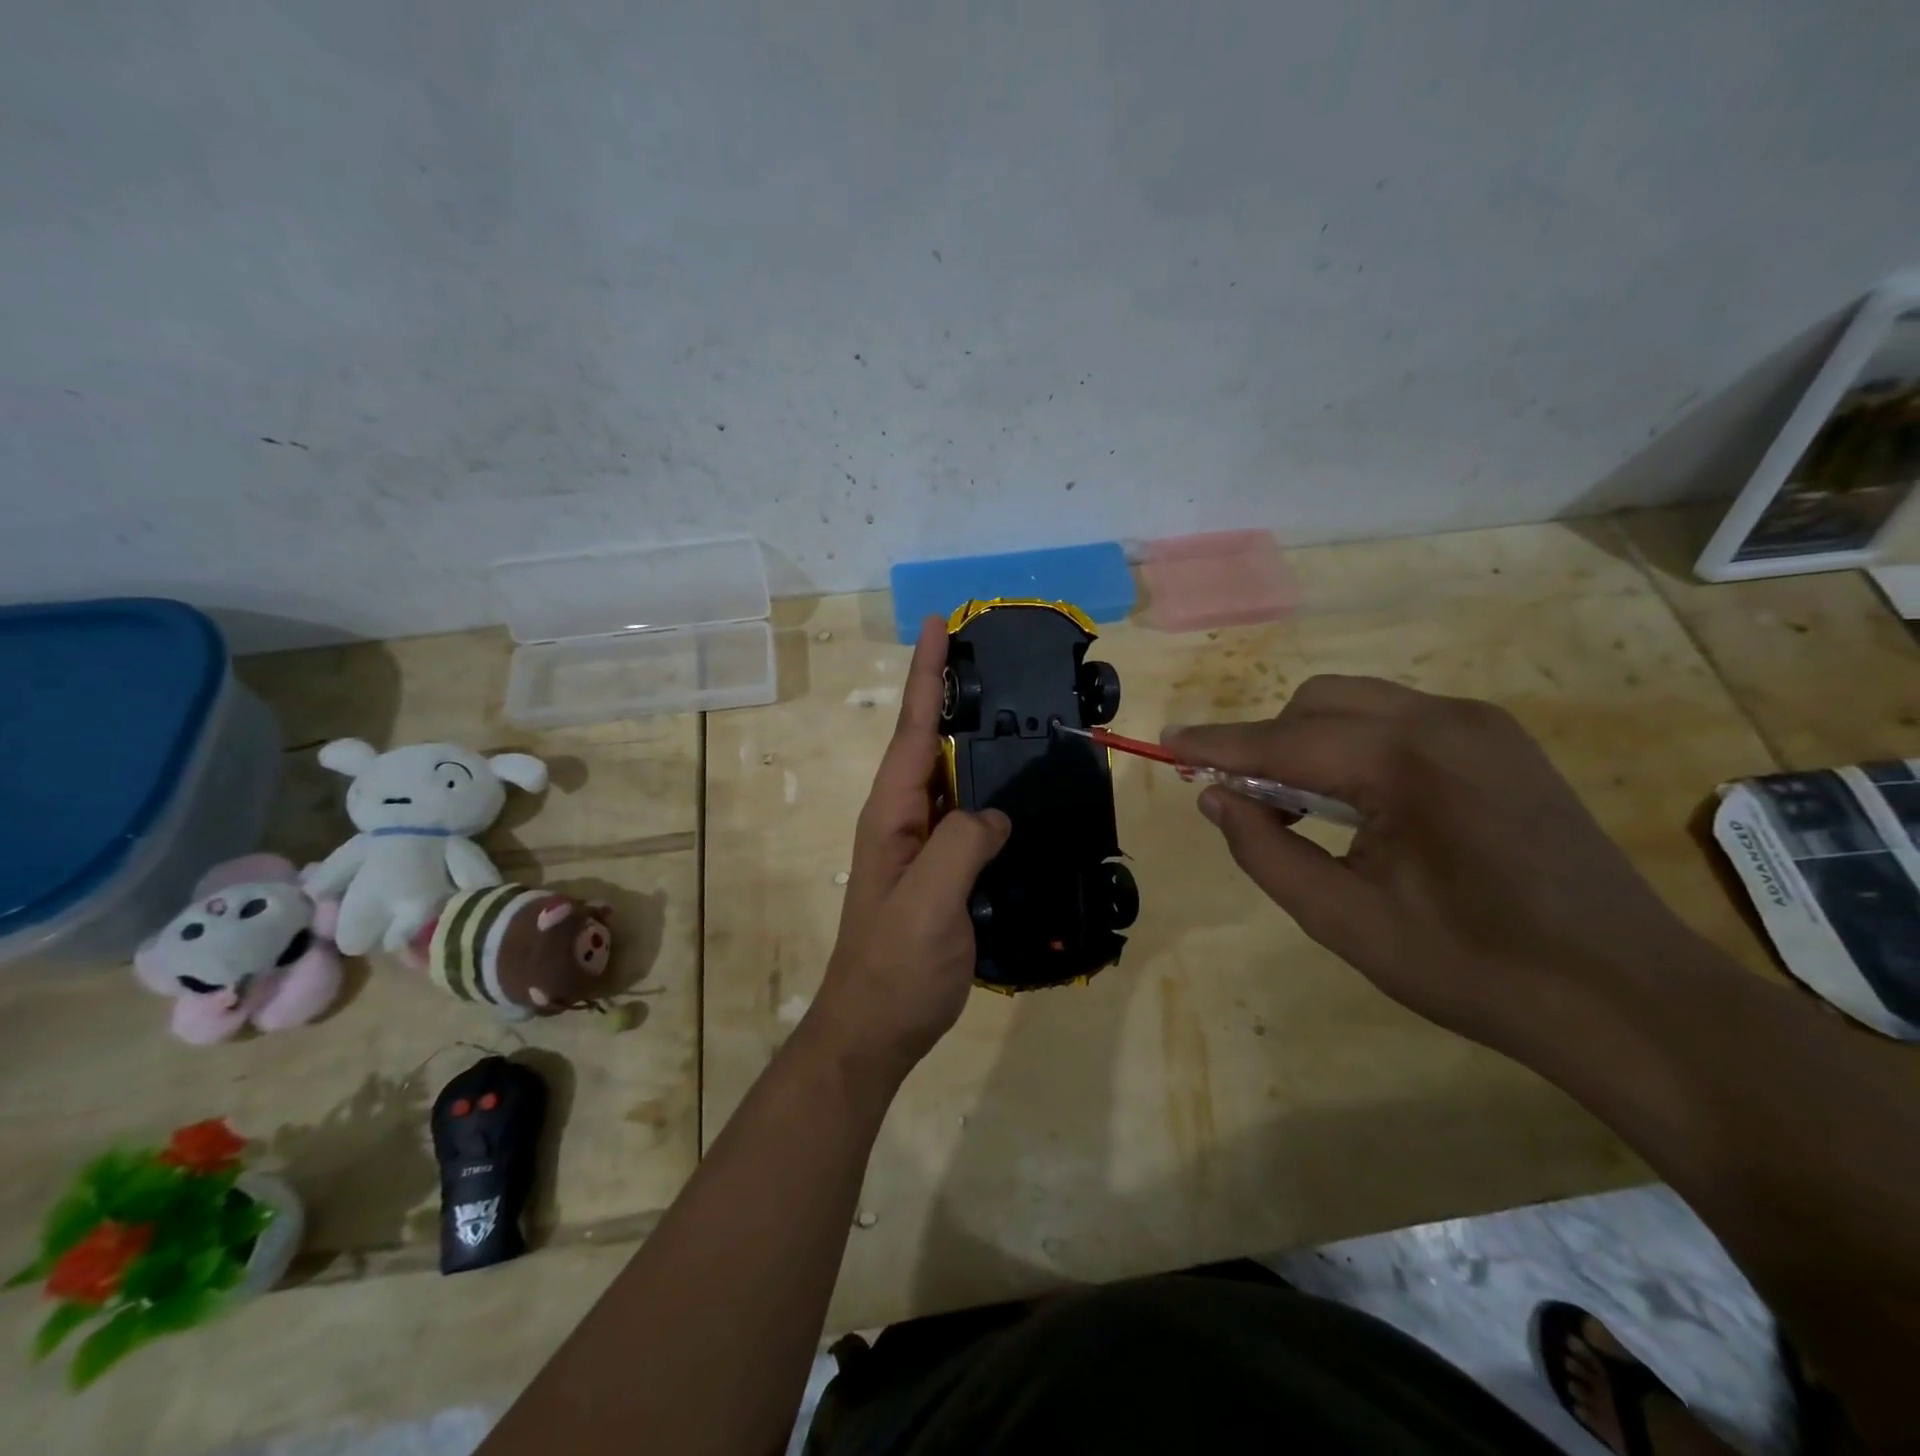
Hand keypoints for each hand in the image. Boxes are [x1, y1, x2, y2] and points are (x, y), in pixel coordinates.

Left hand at [806, 617, 1010, 1080]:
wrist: (876, 1027)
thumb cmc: (895, 965)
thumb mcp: (928, 901)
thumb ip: (962, 844)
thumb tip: (994, 815)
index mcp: (892, 812)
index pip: (914, 727)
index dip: (928, 673)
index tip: (938, 623)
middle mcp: (904, 818)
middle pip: (930, 742)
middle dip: (953, 694)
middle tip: (991, 656)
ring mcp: (922, 845)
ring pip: (953, 779)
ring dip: (975, 741)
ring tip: (1013, 708)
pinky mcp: (942, 872)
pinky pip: (969, 818)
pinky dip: (991, 793)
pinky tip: (1019, 791)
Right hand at [1166, 676, 1703, 1050]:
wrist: (1627, 998)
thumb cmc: (1473, 967)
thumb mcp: (1343, 919)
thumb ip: (1265, 850)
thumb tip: (1216, 798)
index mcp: (1406, 760)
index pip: (1285, 738)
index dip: (1218, 744)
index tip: (1166, 744)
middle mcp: (1445, 720)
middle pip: (1320, 701)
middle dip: (1269, 742)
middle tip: (1249, 803)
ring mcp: (1482, 726)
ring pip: (1360, 705)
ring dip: (1311, 742)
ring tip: (1301, 809)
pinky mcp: (1502, 744)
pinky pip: (1400, 722)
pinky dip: (1356, 748)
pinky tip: (1360, 804)